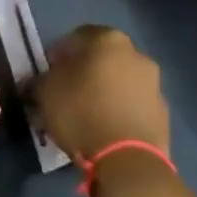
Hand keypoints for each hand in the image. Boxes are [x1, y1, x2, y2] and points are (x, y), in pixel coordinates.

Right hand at [34, 25, 170, 164]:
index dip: (60, 53)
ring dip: (105, 91)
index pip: (78, 36)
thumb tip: (33, 82)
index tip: (49, 72)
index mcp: (108, 40)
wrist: (128, 160)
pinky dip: (119, 110)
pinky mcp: (163, 114)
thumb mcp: (45, 93)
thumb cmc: (81, 112)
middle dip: (85, 71)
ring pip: (120, 81)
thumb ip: (38, 81)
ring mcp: (154, 84)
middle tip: (66, 92)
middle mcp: (136, 55)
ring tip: (86, 114)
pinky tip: (104, 129)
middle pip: (103, 58)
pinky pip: (133, 105)